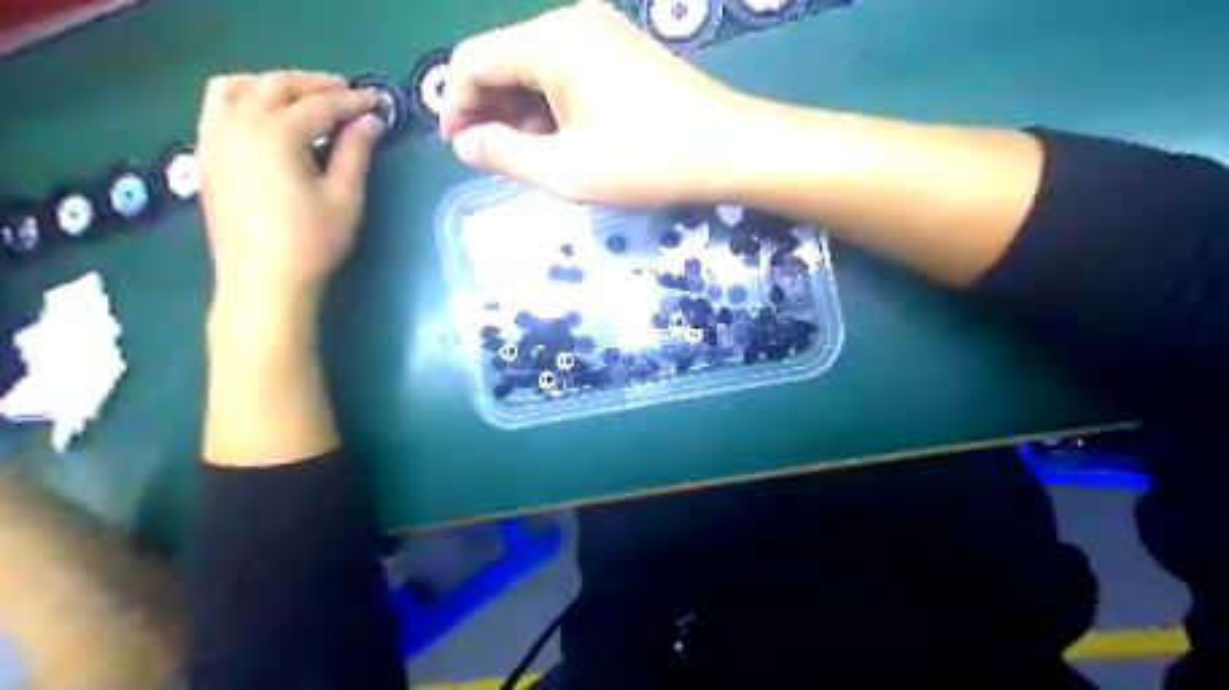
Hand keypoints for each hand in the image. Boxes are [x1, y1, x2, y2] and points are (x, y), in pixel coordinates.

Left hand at [196, 70, 380, 305]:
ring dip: (273, 84)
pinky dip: (244, 98)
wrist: (263, 281)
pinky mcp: (206, 155)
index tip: (378, 100)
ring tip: (303, 96)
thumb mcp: (344, 197)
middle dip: (315, 84)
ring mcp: (214, 137)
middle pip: (276, 86)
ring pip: (237, 87)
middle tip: (347, 91)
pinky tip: (265, 116)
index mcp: (275, 134)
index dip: (352, 100)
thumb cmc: (312, 242)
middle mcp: (238, 124)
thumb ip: (355, 152)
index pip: (320, 105)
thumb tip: (370, 121)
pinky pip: (218, 108)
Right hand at [442, 0, 748, 203]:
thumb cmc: (645, 161)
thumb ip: (505, 153)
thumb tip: (464, 142)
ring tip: (528, 157)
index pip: (474, 60)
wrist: (727, 149)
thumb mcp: (566, 169)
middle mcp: (572, 22)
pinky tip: (561, 140)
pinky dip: (553, 106)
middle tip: (493, 159)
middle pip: (505, 60)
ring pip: (537, 68)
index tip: (459, 149)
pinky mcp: (622, 51)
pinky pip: (568, 73)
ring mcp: (602, 33)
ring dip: (522, 112)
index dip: (456, 105)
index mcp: (551, 41)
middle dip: (490, 110)